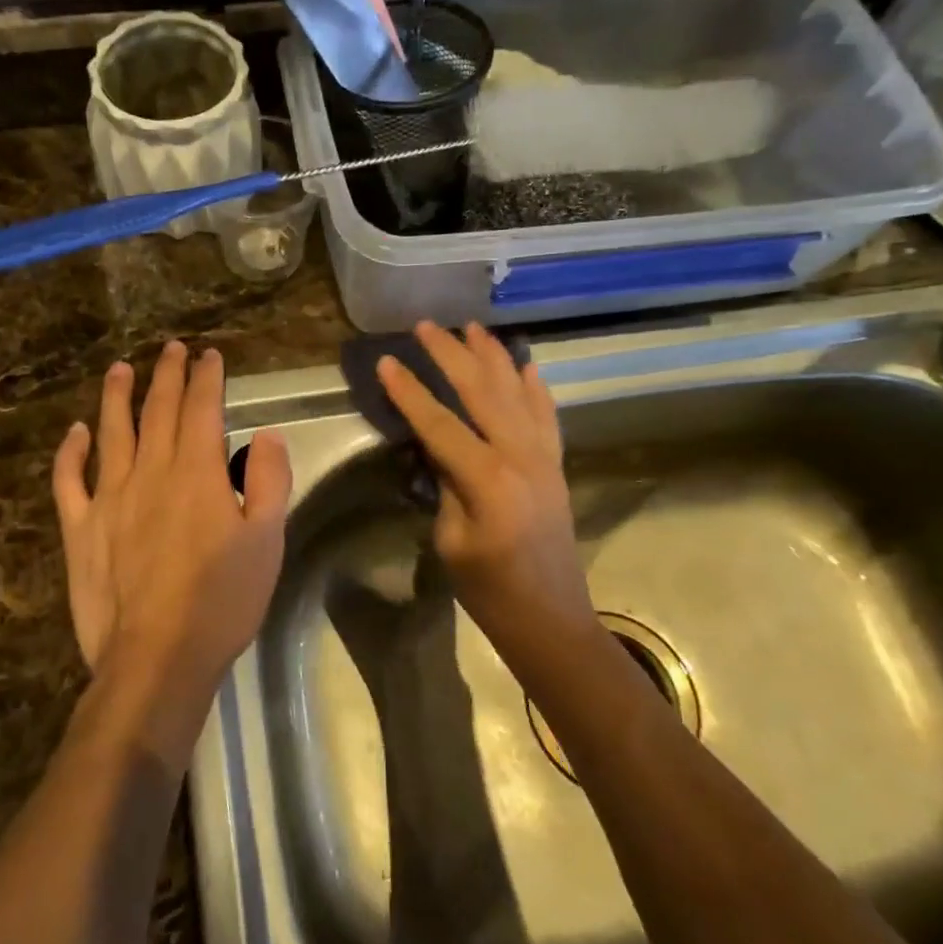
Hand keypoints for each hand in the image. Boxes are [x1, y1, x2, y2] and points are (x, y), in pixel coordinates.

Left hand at [52, 342, 291, 760]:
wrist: (157, 656)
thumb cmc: (222, 600)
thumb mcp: (268, 541)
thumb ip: (271, 481)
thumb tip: (267, 436)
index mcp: (198, 473)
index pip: (202, 409)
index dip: (206, 378)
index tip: (209, 356)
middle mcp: (151, 472)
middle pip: (158, 411)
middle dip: (167, 375)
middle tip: (171, 349)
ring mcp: (109, 498)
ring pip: (112, 432)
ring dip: (117, 396)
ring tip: (121, 368)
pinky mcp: (81, 528)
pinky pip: (70, 480)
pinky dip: (71, 452)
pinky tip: (76, 432)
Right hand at [376, 322, 595, 643]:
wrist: (549, 617)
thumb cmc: (490, 589)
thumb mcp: (452, 538)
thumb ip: (446, 484)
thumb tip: (437, 447)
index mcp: (488, 479)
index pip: (440, 423)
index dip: (411, 392)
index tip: (386, 362)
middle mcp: (521, 456)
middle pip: (482, 392)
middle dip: (452, 356)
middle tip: (426, 326)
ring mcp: (544, 458)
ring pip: (518, 393)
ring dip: (493, 357)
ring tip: (473, 327)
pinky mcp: (556, 465)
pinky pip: (546, 415)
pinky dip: (534, 387)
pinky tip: (525, 366)